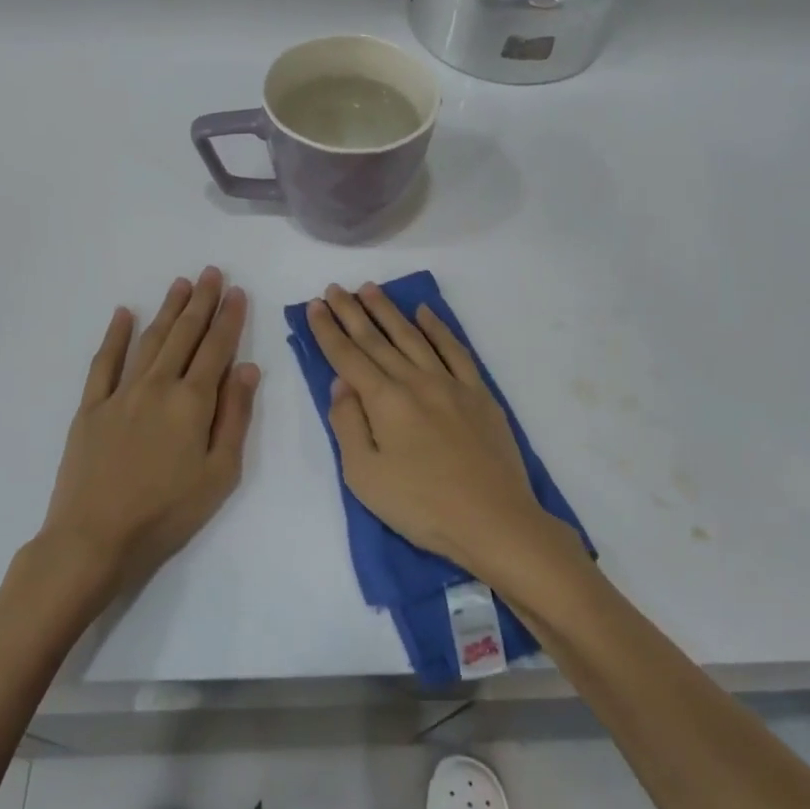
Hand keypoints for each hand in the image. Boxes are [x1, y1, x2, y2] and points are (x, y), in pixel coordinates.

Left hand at [39, 268, 258, 601]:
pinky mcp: (91, 407)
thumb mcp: (220, 472)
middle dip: (200, 301)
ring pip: (149, 340)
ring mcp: (120, 393)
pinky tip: (124, 314)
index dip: (229, 318)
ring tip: (180, 283)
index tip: (237, 292)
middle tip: (211, 272)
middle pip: (184, 335)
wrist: (95, 538)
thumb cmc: (168, 512)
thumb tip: (248, 369)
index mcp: (193, 402)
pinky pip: (104, 362)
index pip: (217, 348)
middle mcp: (158, 386)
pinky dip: (115, 336)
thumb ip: (235, 416)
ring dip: (167, 310)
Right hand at [306, 283, 556, 583]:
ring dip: (389, 311)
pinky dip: (438, 328)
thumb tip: (341, 384)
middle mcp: (415, 381)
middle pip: (377, 339)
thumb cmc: (421, 506)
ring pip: (413, 336)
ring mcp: (451, 383)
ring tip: (370, 289)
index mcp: (385, 401)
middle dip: (352, 312)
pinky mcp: (479, 393)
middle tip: (335, 289)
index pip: (348, 357)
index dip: (328, 331)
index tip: (316, 305)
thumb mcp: (364, 476)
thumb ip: (348, 424)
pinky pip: (455, 349)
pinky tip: (426, 313)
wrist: (493, 519)